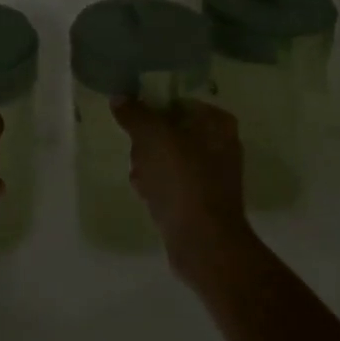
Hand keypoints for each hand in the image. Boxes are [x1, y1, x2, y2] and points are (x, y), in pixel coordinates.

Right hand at [111, 99, 255, 282]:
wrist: (203, 242)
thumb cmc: (182, 180)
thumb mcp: (152, 137)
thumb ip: (134, 114)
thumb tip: (119, 98)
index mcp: (216, 122)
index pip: (176, 102)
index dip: (151, 111)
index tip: (133, 124)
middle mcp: (219, 144)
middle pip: (169, 131)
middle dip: (146, 144)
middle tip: (137, 155)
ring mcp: (212, 175)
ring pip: (167, 159)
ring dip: (148, 166)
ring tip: (140, 180)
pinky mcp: (201, 200)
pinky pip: (171, 184)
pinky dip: (157, 187)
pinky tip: (146, 197)